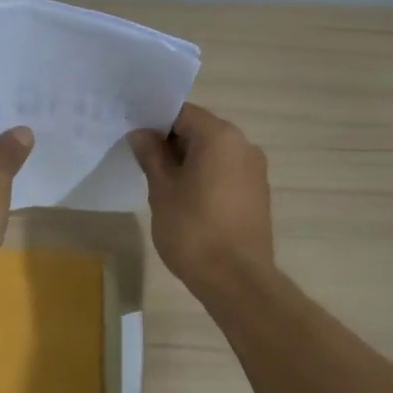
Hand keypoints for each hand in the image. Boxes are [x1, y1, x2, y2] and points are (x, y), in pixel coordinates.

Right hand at [128, 103, 273, 293]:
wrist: (236, 279)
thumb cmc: (193, 229)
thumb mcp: (162, 190)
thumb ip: (151, 156)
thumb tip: (141, 134)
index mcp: (220, 136)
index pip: (182, 113)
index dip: (155, 122)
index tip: (135, 139)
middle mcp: (243, 145)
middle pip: (200, 131)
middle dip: (171, 143)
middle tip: (143, 163)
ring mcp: (255, 170)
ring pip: (214, 154)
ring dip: (188, 162)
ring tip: (163, 185)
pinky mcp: (258, 194)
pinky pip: (226, 173)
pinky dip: (206, 178)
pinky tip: (187, 201)